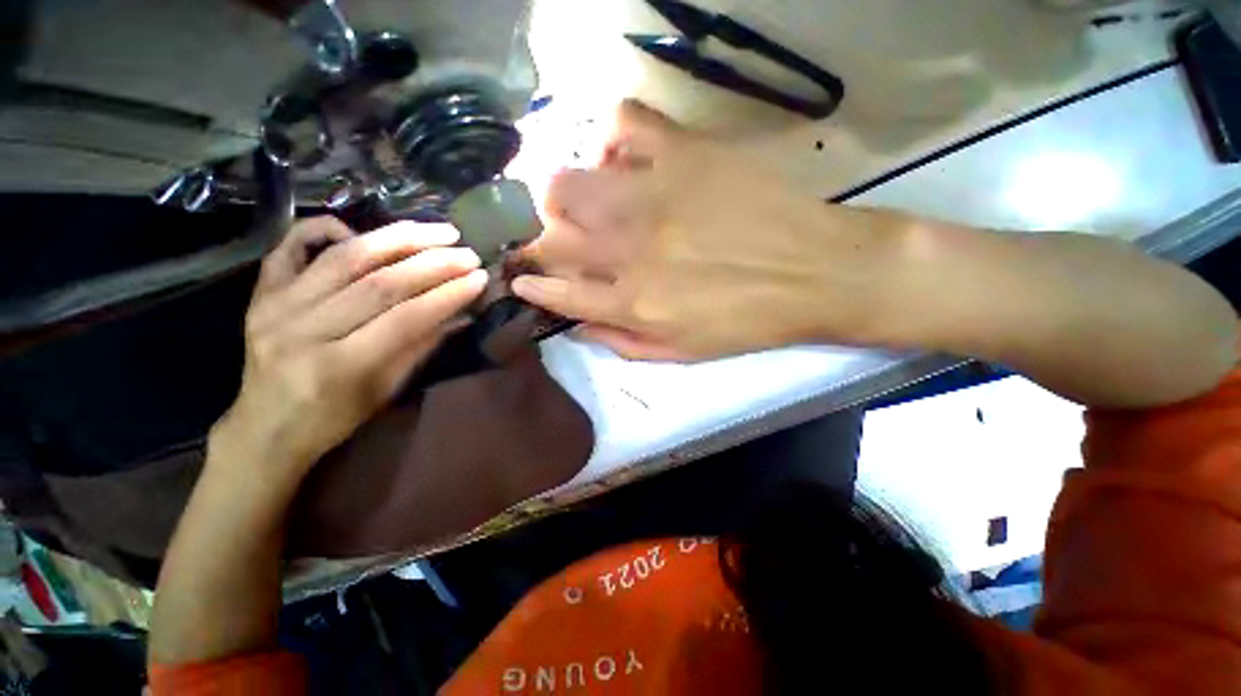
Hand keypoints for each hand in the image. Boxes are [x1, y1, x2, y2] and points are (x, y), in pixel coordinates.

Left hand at [212, 217, 486, 475]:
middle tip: (467, 253)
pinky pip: (289, 246)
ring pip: (345, 258)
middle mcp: (303, 330)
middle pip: (379, 283)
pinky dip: (323, 228)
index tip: (479, 278)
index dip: (448, 295)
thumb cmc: (334, 418)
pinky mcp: (261, 293)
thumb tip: (463, 313)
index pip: (406, 318)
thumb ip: (423, 345)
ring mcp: (276, 306)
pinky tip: (358, 228)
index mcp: (340, 366)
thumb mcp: (387, 390)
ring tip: (437, 231)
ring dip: (398, 239)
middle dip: (433, 263)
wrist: (264, 428)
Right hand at [513, 100, 902, 360]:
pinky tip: (625, 158)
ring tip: (585, 201)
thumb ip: (622, 343)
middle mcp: (632, 251)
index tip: (520, 277)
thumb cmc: (748, 322)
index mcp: (634, 303)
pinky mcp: (686, 154)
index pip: (559, 291)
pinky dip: (613, 138)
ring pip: (571, 182)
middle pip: (553, 235)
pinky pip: (626, 123)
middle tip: (555, 239)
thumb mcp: (682, 353)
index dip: (531, 284)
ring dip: (564, 195)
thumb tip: (578, 326)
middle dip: (540, 239)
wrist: (818, 273)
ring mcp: (655, 197)